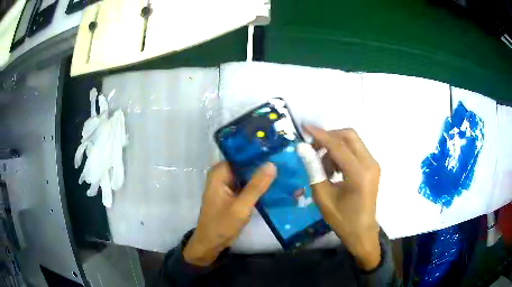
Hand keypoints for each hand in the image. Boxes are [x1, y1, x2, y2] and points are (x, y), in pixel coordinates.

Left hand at [183, 162, 276, 265]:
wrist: (211, 243)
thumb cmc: (221, 225)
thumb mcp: (241, 206)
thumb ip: (256, 186)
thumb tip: (272, 164)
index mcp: (219, 172)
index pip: (241, 154)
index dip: (259, 152)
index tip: (278, 150)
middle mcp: (222, 174)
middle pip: (245, 164)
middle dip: (263, 164)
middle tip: (286, 161)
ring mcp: (227, 184)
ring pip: (247, 174)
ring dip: (262, 175)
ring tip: (285, 170)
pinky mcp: (233, 193)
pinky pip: (247, 184)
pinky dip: (258, 185)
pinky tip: (275, 184)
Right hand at [298, 126, 380, 270]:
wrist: (362, 231)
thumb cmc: (342, 219)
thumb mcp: (323, 196)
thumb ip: (313, 170)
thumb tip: (302, 148)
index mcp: (359, 174)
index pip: (338, 146)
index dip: (320, 135)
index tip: (304, 128)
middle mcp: (370, 164)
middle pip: (349, 135)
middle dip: (329, 136)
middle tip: (313, 148)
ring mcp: (373, 164)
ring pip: (352, 141)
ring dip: (335, 146)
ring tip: (323, 166)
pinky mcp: (372, 167)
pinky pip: (355, 150)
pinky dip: (342, 153)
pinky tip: (333, 169)